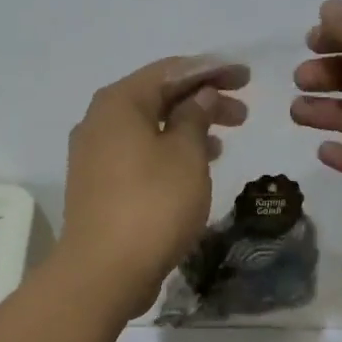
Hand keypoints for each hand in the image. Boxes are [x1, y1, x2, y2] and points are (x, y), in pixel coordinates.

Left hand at [57, 56, 249, 317]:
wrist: (104, 271)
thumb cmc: (152, 205)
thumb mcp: (186, 155)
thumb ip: (196, 117)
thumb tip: (200, 95)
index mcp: (119, 102)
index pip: (171, 70)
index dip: (212, 70)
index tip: (246, 77)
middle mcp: (99, 120)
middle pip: (158, 97)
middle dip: (202, 99)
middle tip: (243, 112)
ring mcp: (94, 154)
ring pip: (149, 127)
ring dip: (188, 127)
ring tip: (225, 139)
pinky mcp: (98, 184)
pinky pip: (139, 153)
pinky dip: (169, 151)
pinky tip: (195, 166)